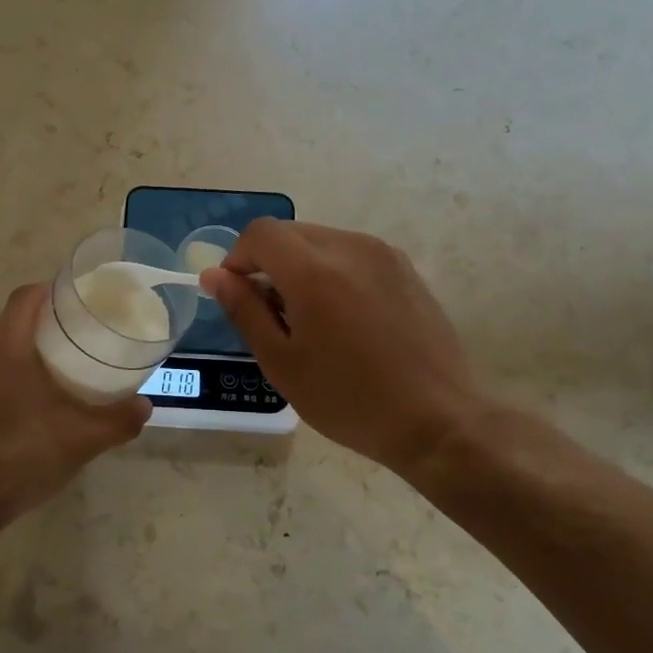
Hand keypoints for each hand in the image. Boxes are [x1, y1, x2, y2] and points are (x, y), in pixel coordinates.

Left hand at [0, 284, 150, 532]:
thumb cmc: (20, 455)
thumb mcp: (81, 439)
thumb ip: (118, 420)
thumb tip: (145, 405)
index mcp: (7, 346)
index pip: (27, 296)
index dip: (56, 288)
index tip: (86, 297)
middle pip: (18, 317)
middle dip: (53, 317)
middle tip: (90, 327)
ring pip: (8, 344)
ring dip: (38, 344)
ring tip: (74, 358)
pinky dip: (24, 367)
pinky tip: (48, 395)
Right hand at [201, 221, 485, 478]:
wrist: (438, 419)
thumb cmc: (349, 400)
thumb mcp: (282, 363)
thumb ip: (244, 310)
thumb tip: (214, 275)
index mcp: (314, 270)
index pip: (260, 233)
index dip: (238, 258)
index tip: (238, 296)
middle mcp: (349, 247)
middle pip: (290, 233)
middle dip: (268, 262)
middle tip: (271, 314)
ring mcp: (382, 254)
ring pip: (321, 240)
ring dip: (300, 266)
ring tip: (310, 319)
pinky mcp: (404, 267)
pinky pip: (351, 253)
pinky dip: (331, 271)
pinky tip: (344, 318)